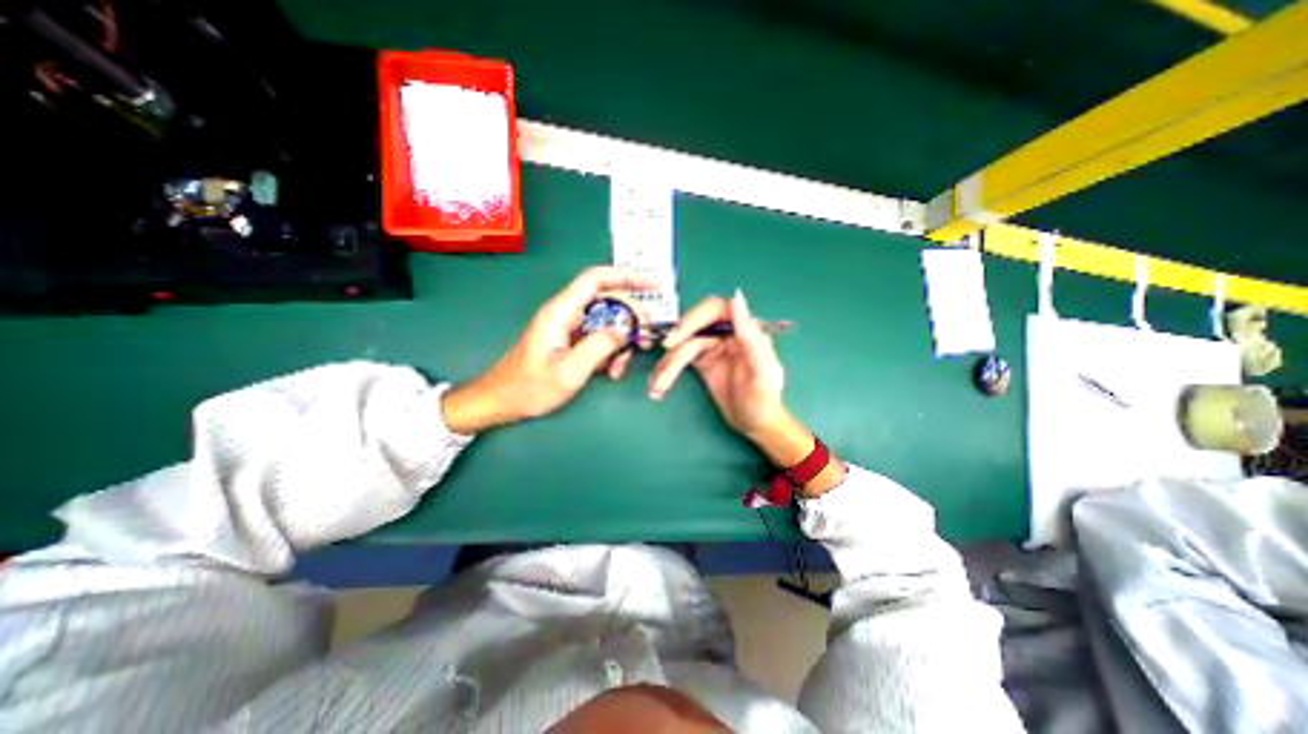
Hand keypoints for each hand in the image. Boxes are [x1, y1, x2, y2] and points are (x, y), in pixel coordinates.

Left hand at [446, 267, 653, 432]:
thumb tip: (625, 329)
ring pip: (605, 321)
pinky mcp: (569, 340)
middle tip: (643, 340)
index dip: (625, 277)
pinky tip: (610, 370)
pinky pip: (597, 337)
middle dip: (629, 319)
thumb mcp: (569, 372)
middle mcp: (565, 313)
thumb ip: (599, 347)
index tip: (651, 286)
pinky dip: (609, 350)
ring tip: (620, 366)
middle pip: (606, 301)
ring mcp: (567, 327)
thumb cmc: (529, 388)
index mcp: (560, 312)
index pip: (595, 279)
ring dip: (619, 341)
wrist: (501, 401)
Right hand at [648, 289, 843, 494]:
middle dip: (676, 344)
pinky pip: (679, 360)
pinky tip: (657, 386)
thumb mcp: (762, 370)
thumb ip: (750, 335)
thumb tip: (736, 298)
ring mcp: (712, 347)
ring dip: (667, 365)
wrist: (755, 424)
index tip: (676, 337)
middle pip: (693, 327)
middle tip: (664, 362)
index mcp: (743, 329)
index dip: (693, 319)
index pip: (715, 310)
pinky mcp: (701, 361)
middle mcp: (726, 333)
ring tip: (657, 386)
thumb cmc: (764, 399)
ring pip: (682, 346)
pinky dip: (666, 372)